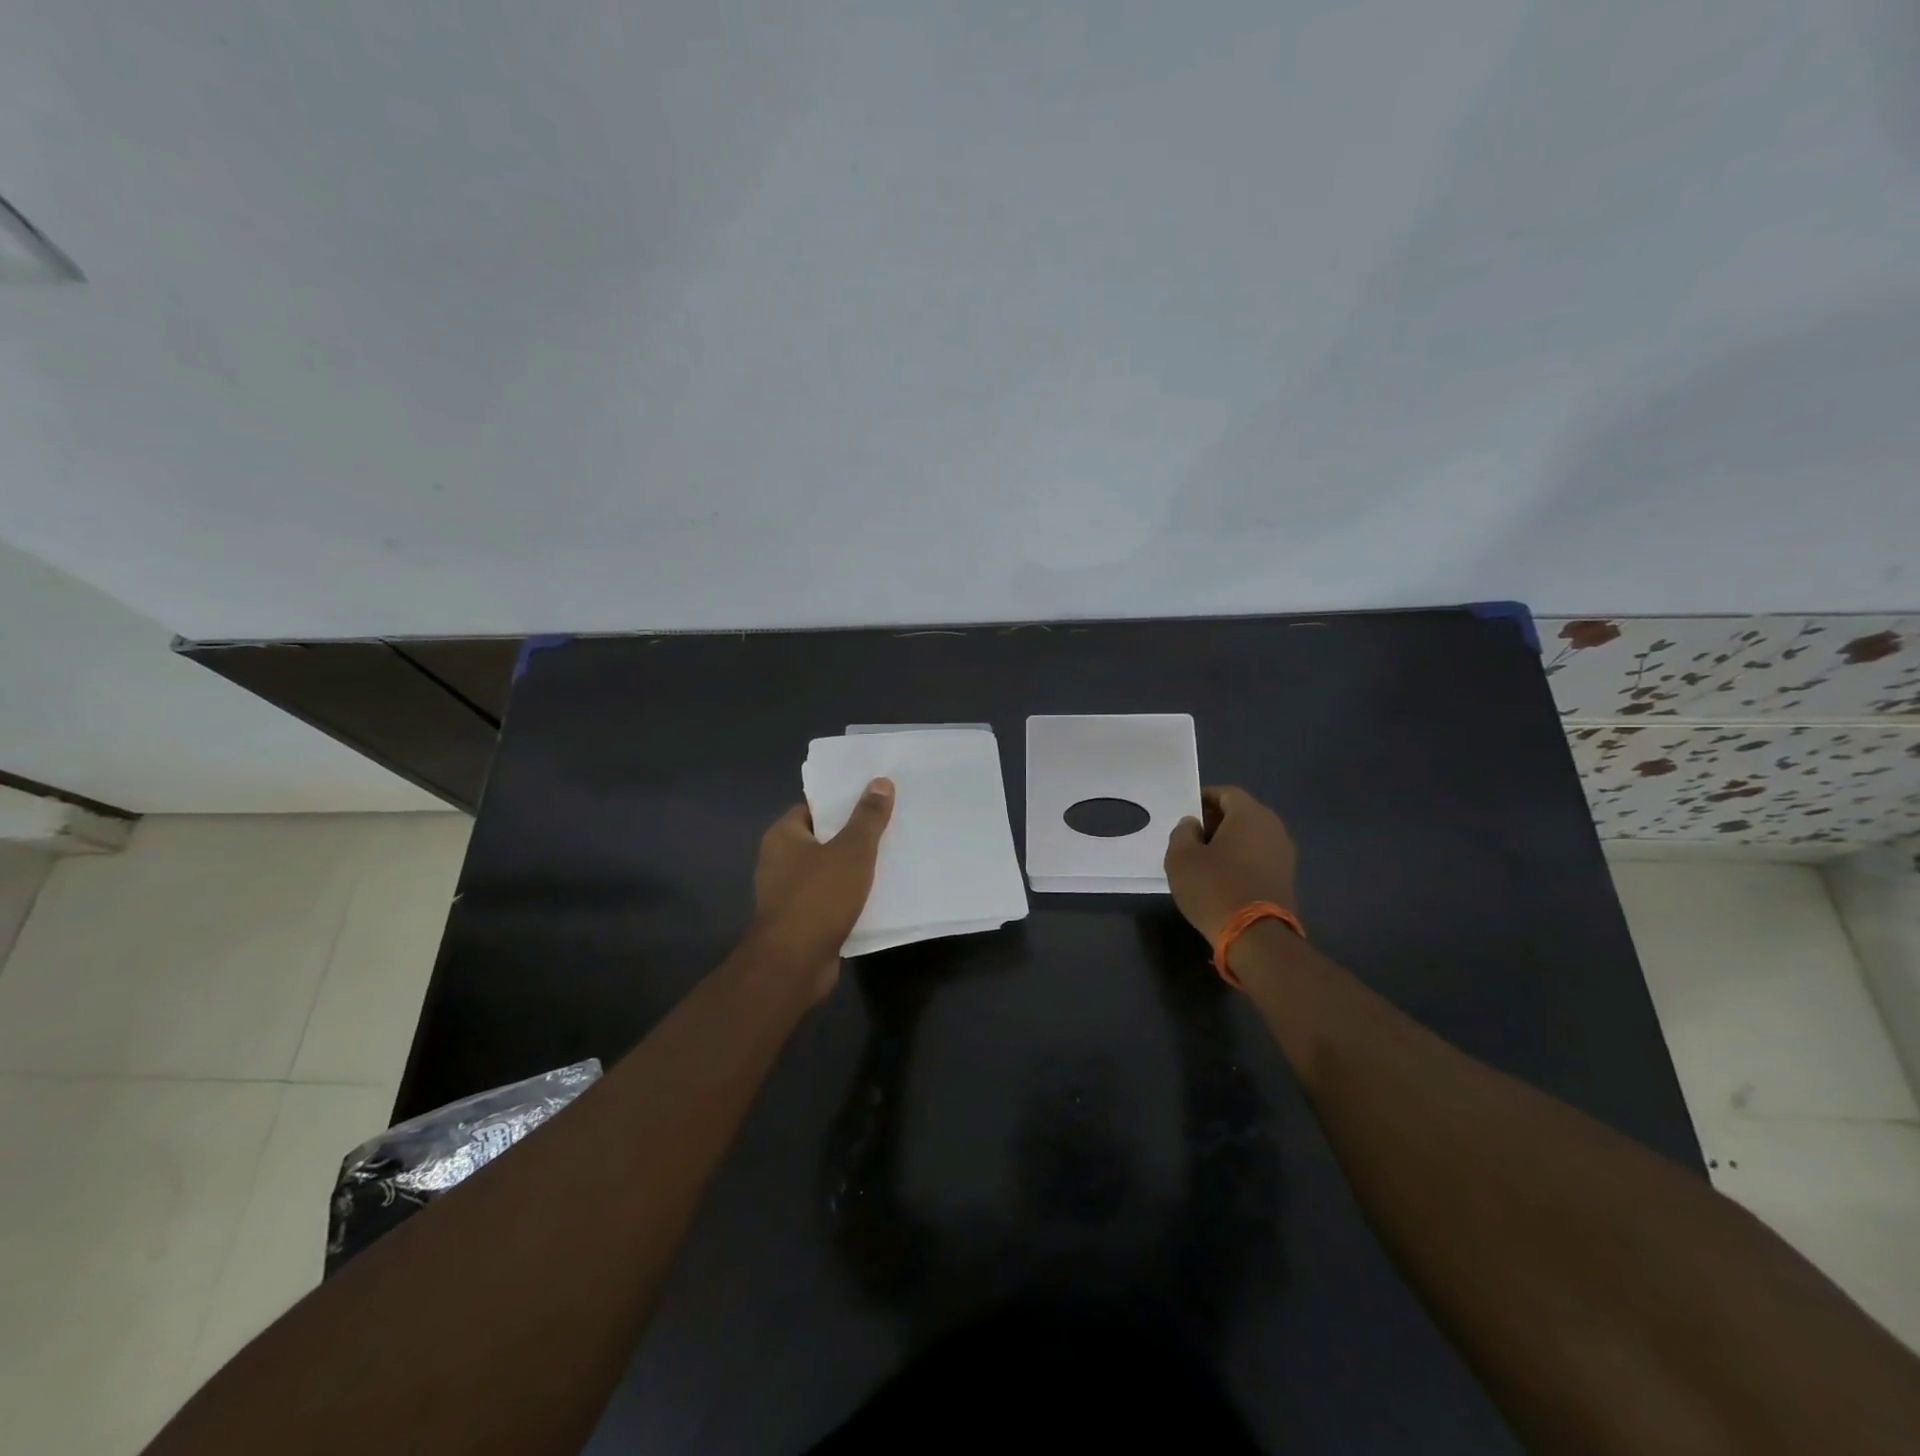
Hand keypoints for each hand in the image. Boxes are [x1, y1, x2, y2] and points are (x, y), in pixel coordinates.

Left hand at [751, 778, 894, 1001]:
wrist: (794, 964)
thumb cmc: (819, 897)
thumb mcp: (852, 851)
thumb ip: (867, 817)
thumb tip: (880, 781)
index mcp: (783, 836)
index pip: (814, 807)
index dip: (842, 802)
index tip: (873, 799)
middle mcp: (779, 860)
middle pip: (822, 838)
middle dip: (853, 834)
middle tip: (890, 825)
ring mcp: (787, 893)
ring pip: (827, 870)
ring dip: (853, 867)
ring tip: (890, 856)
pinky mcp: (800, 920)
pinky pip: (829, 898)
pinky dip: (849, 895)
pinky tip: (877, 893)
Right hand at [1163, 786, 1298, 943]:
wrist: (1256, 936)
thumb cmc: (1214, 887)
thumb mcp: (1181, 858)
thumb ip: (1183, 833)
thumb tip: (1192, 824)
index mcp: (1250, 815)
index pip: (1226, 793)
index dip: (1203, 799)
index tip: (1186, 813)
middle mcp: (1273, 828)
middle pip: (1241, 813)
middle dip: (1216, 820)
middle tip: (1191, 837)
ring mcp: (1284, 854)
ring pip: (1251, 837)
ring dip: (1229, 842)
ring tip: (1204, 859)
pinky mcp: (1287, 878)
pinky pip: (1259, 857)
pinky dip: (1241, 859)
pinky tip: (1222, 878)